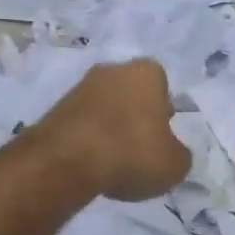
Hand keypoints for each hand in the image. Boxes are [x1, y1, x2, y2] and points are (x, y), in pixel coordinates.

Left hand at [37, 59, 191, 201]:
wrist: (66, 162)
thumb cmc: (131, 153)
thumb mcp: (174, 165)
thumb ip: (179, 154)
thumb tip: (171, 152)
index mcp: (146, 72)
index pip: (162, 85)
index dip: (163, 112)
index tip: (161, 137)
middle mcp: (111, 70)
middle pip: (131, 94)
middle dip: (135, 117)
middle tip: (138, 150)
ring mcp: (79, 87)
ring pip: (104, 108)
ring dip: (109, 129)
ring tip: (113, 163)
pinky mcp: (55, 109)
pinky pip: (82, 124)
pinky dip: (87, 140)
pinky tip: (90, 164)